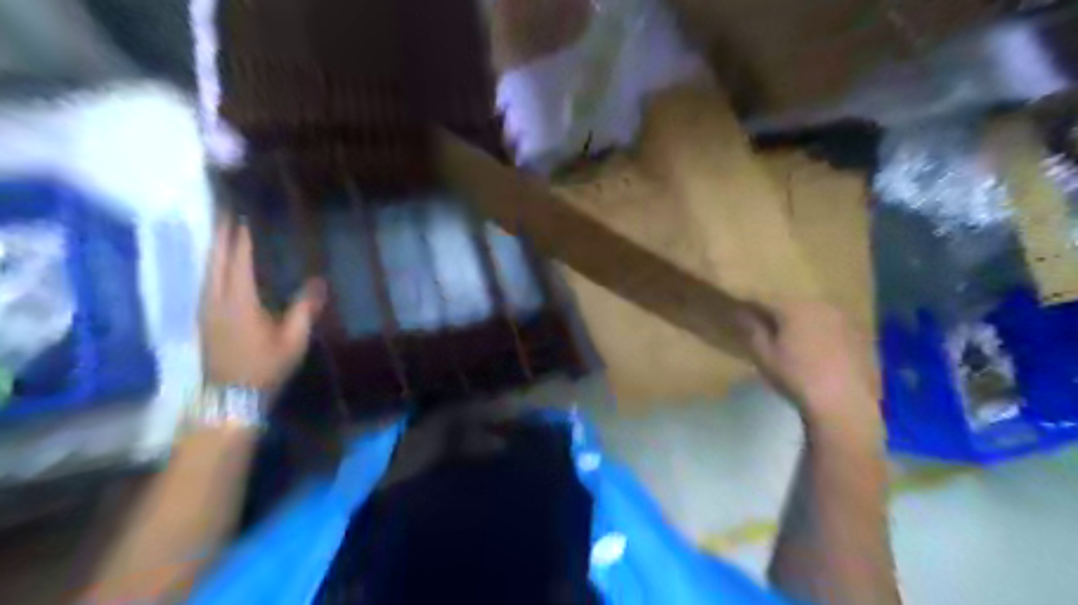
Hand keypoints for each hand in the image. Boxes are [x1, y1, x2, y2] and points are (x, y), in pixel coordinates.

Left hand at [197, 215, 322, 395]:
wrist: (231, 398)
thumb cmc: (266, 368)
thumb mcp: (293, 341)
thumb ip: (304, 310)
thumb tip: (319, 282)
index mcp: (240, 303)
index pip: (239, 263)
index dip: (241, 239)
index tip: (242, 216)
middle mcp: (216, 301)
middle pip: (215, 262)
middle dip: (219, 235)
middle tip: (223, 211)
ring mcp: (205, 311)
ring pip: (206, 272)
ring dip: (213, 249)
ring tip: (220, 231)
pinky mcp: (203, 320)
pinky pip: (205, 283)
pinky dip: (211, 266)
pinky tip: (217, 265)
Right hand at [742, 302, 884, 434]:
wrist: (845, 405)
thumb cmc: (797, 378)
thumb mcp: (764, 355)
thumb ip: (752, 329)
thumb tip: (740, 312)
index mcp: (795, 307)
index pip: (765, 298)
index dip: (749, 303)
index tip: (738, 308)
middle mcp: (822, 306)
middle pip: (792, 302)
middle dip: (776, 309)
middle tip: (763, 321)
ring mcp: (845, 319)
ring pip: (814, 312)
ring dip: (800, 319)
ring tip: (790, 333)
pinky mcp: (861, 335)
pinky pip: (833, 325)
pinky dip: (820, 331)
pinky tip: (816, 348)